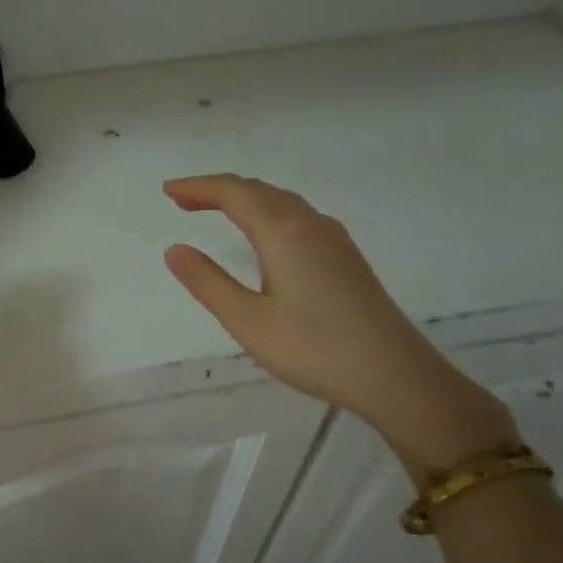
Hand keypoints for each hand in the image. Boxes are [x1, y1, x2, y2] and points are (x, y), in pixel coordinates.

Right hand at [163, 175, 514, 476]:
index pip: (234, 193)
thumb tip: (175, 249)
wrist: (394, 375)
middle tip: (183, 201)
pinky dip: (268, 212)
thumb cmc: (314, 349)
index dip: (198, 187)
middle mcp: (310, 224)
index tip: (168, 191)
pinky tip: (265, 236)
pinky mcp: (346, 257)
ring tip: (215, 212)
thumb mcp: (248, 321)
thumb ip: (208, 282)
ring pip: (281, 202)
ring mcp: (333, 239)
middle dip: (218, 190)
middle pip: (258, 190)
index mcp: (283, 232)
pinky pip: (298, 216)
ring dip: (244, 200)